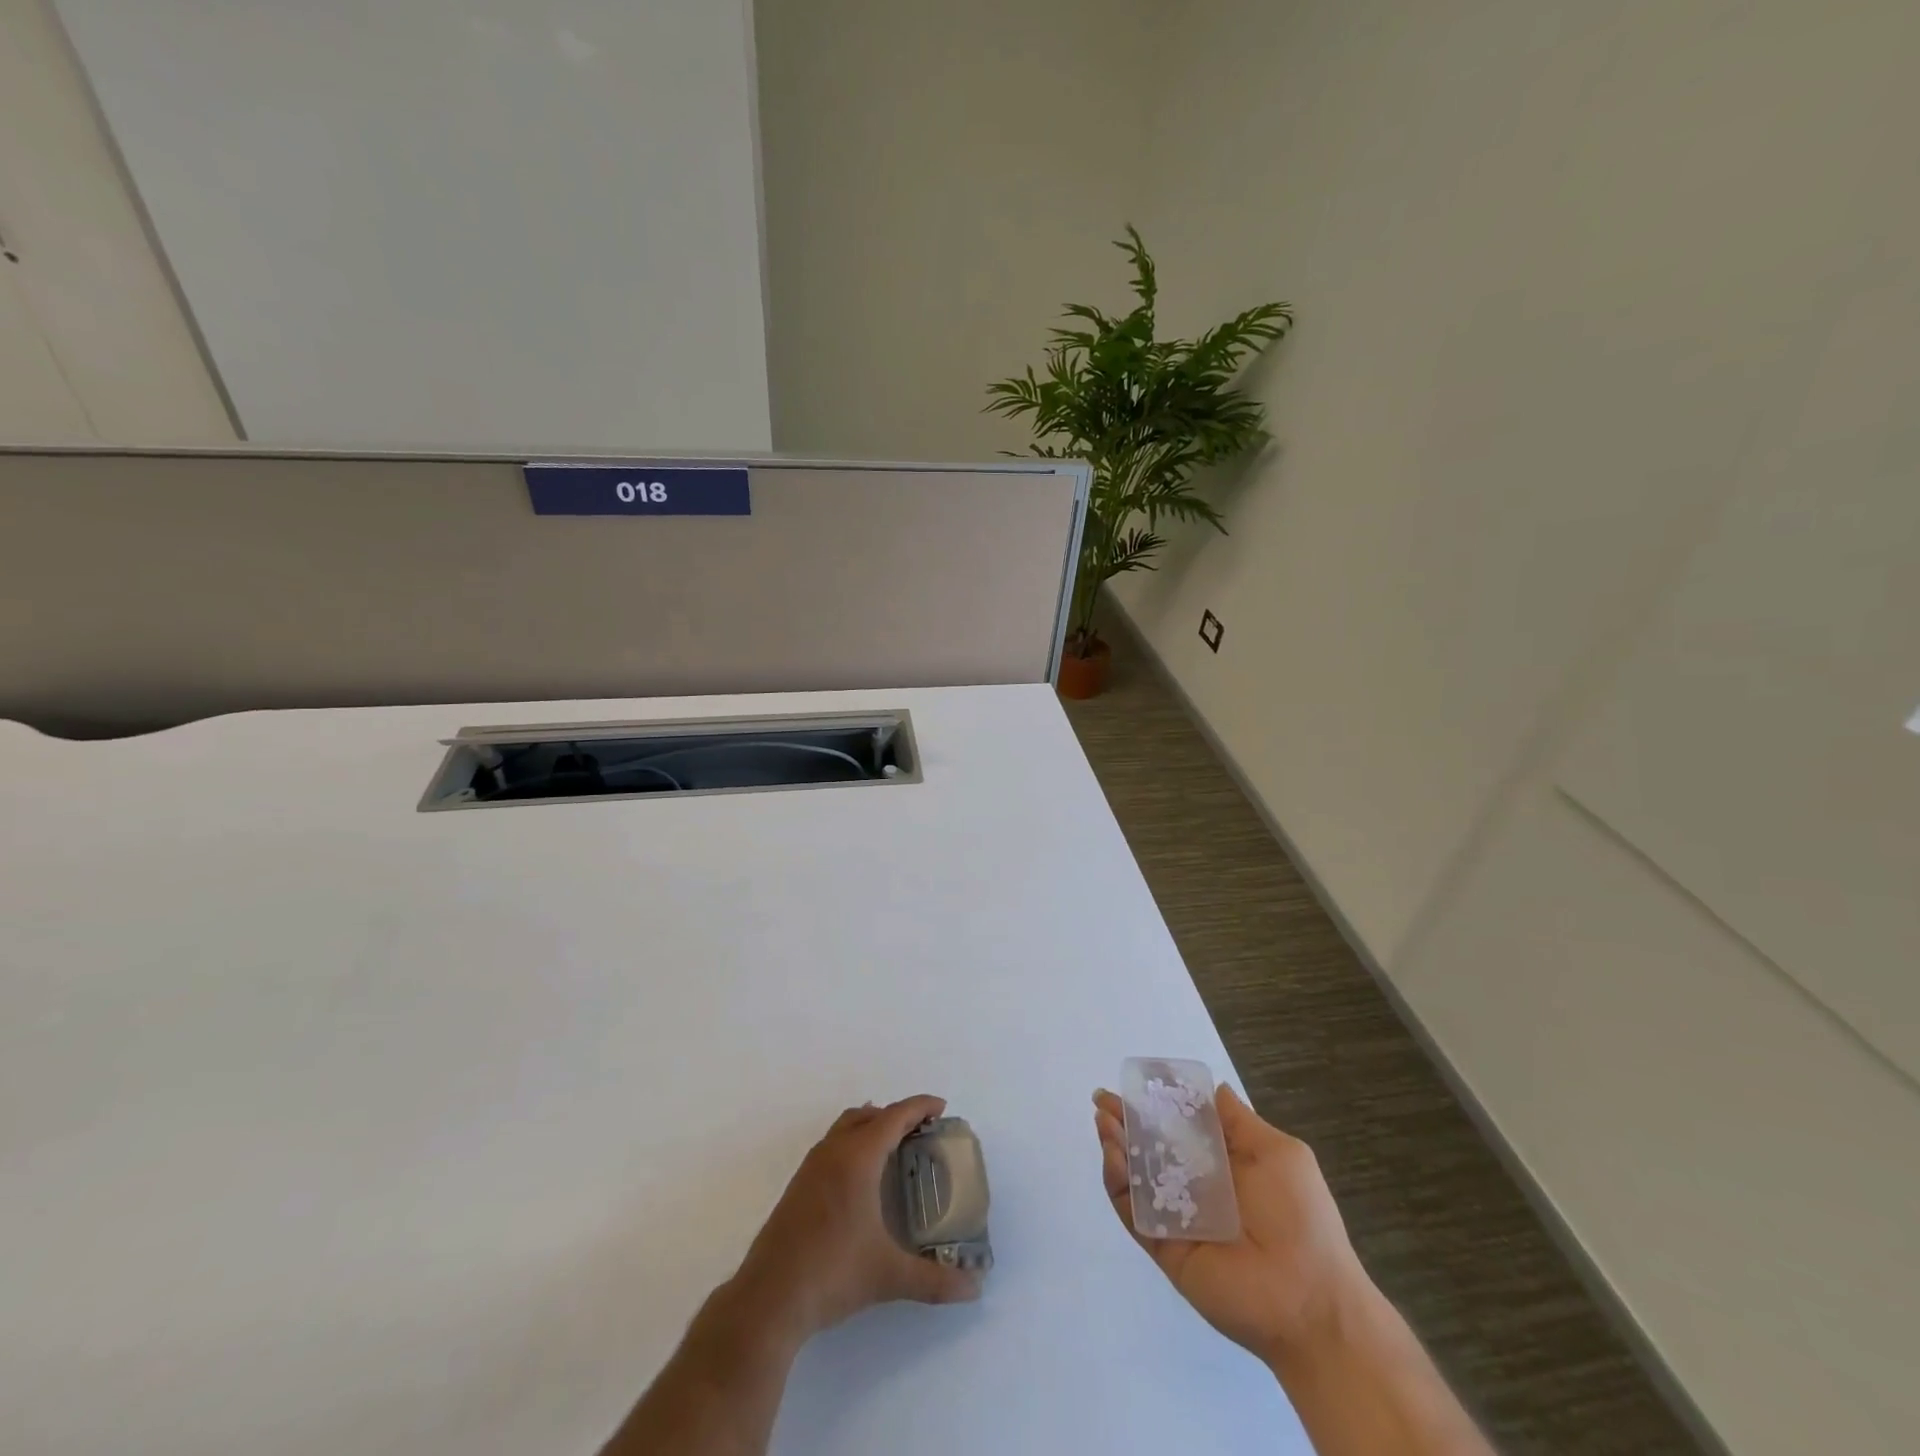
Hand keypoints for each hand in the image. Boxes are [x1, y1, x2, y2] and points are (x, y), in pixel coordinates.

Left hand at [729, 1095, 982, 1346]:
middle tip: (922, 1131)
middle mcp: (833, 1152)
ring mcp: (811, 1167)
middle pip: (869, 1115)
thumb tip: (975, 1290)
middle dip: (897, 1116)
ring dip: (871, 1125)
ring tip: (894, 1147)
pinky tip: (860, 1177)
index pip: (894, 1116)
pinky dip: (853, 1142)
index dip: (920, 1107)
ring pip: (845, 1127)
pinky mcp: (798, 1186)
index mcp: (857, 1158)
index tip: (941, 1107)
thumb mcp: (888, 1277)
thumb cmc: (832, 1274)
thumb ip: (934, 1281)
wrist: (769, 1298)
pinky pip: (832, 1145)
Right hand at [1093, 1085, 1374, 1367]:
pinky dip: (1118, 1183)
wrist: (1310, 1301)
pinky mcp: (1163, 1247)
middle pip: (1150, 1148)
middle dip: (1125, 1121)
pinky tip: (1114, 1154)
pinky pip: (1133, 1211)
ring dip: (1116, 1145)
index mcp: (1223, 1164)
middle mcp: (1195, 1188)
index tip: (1135, 1083)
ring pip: (1135, 1176)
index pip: (1180, 1127)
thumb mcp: (1279, 1155)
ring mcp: (1176, 1218)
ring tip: (1104, 1120)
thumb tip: (1215, 1088)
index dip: (1157, 1104)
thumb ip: (1240, 1122)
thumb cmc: (1300, 1218)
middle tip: (1102, 1099)